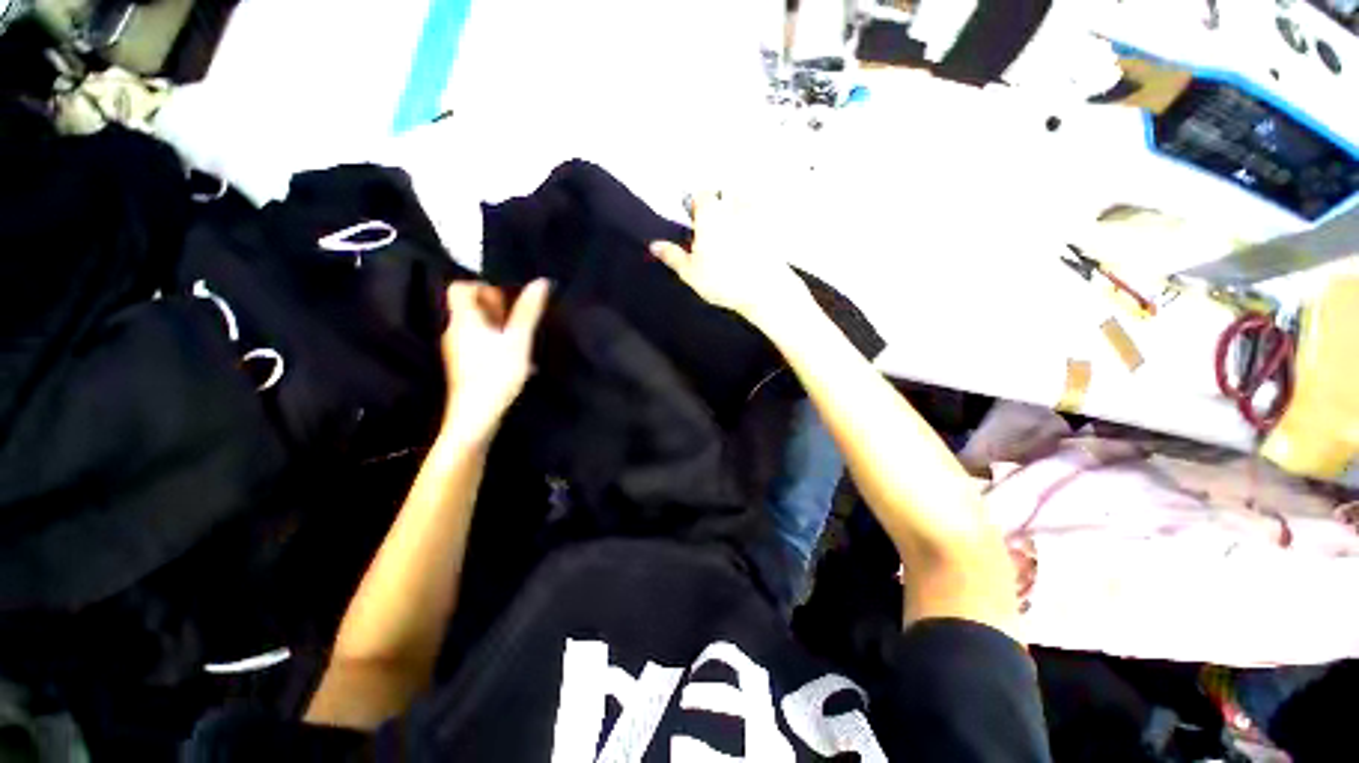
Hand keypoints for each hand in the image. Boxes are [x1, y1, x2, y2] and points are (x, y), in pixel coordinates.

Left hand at [439, 279, 549, 441]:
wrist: (476, 415)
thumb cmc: (497, 373)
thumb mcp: (518, 340)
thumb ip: (528, 311)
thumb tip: (541, 282)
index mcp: (464, 319)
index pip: (461, 287)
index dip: (482, 285)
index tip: (507, 297)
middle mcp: (455, 330)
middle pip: (469, 306)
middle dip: (496, 307)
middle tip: (520, 317)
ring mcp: (456, 349)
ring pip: (476, 326)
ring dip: (498, 326)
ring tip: (521, 337)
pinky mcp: (463, 365)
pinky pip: (478, 343)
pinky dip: (495, 342)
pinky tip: (514, 356)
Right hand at [649, 193, 808, 326]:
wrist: (764, 290)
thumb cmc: (724, 281)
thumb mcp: (691, 273)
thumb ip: (672, 256)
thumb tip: (655, 245)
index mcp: (710, 214)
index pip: (701, 194)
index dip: (697, 206)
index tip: (696, 222)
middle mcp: (733, 207)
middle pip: (724, 194)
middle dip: (719, 206)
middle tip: (714, 232)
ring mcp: (755, 215)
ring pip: (744, 202)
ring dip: (738, 211)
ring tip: (733, 237)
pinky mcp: (772, 226)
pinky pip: (762, 216)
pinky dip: (757, 223)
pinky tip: (752, 243)